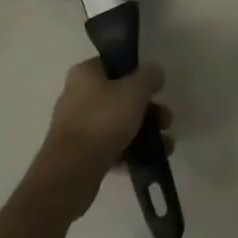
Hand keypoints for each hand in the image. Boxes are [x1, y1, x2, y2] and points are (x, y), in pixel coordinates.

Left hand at [29, 59, 169, 220]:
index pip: (115, 64)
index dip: (138, 73)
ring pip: (119, 123)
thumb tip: (155, 72)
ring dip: (144, 131)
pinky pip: (112, 146)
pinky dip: (131, 150)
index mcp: (85, 73)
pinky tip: (150, 159)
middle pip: (120, 96)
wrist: (71, 173)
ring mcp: (78, 126)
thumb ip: (149, 77)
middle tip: (166, 120)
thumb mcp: (134, 91)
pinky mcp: (81, 154)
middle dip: (148, 109)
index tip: (156, 88)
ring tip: (166, 145)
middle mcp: (78, 95)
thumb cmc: (103, 120)